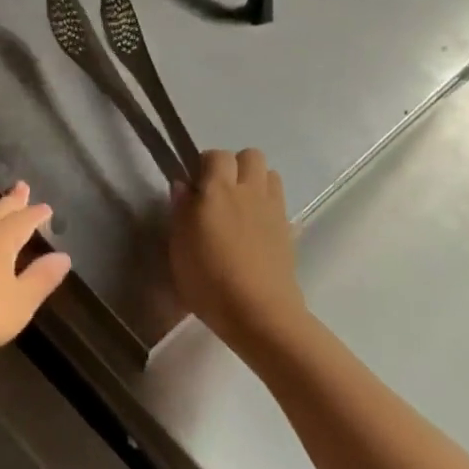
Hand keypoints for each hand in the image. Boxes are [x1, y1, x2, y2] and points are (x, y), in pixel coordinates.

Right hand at [170, 148, 304, 356]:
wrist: (259, 313)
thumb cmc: (208, 279)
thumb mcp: (179, 246)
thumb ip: (180, 210)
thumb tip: (183, 185)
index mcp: (218, 189)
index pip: (216, 155)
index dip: (204, 165)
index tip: (194, 186)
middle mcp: (249, 191)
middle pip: (250, 156)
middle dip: (235, 166)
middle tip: (219, 192)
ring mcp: (273, 210)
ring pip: (270, 175)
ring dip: (255, 182)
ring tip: (240, 207)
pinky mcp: (289, 230)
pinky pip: (280, 203)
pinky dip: (268, 206)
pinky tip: (255, 230)